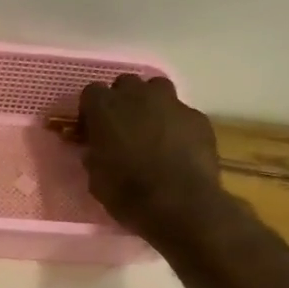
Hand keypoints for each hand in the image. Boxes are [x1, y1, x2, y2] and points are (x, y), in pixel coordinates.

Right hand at [79, 75, 225, 241]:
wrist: (180, 204)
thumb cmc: (128, 193)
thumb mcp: (95, 178)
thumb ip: (94, 154)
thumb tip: (96, 149)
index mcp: (105, 108)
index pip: (91, 92)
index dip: (91, 110)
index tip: (91, 129)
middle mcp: (138, 96)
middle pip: (125, 84)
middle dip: (122, 101)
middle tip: (121, 127)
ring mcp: (172, 103)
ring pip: (157, 89)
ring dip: (150, 104)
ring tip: (150, 131)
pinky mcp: (197, 117)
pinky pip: (181, 113)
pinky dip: (176, 125)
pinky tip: (177, 148)